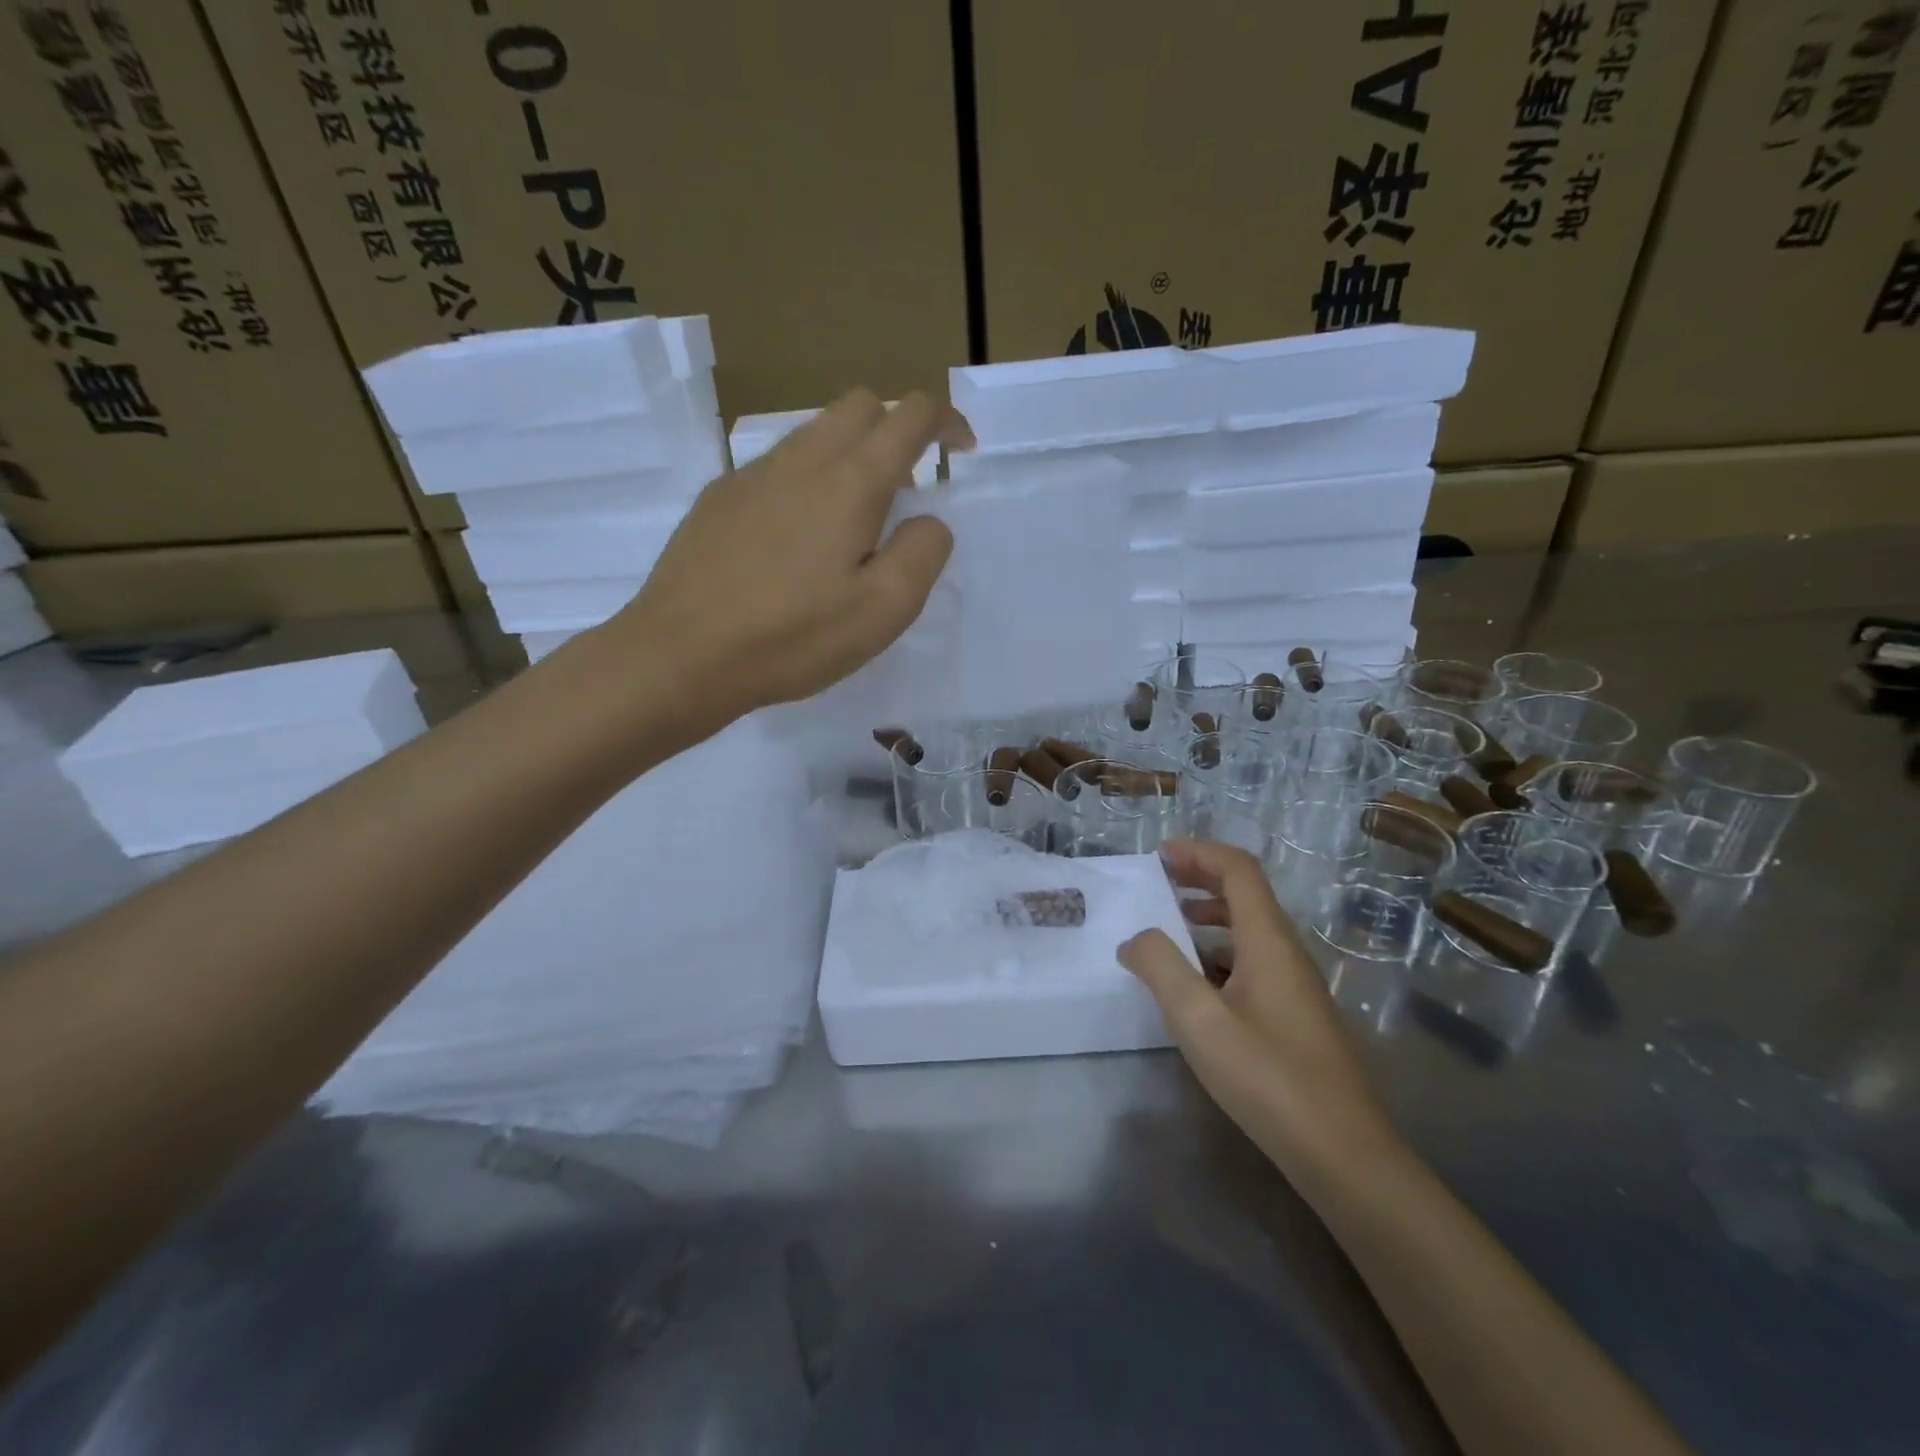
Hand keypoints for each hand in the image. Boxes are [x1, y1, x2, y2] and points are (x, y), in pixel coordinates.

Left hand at [611, 389, 974, 720]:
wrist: (681, 655)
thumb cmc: (792, 637)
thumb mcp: (883, 610)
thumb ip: (923, 553)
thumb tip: (928, 520)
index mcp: (850, 482)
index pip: (909, 415)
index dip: (945, 421)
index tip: (960, 452)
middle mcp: (801, 460)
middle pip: (859, 405)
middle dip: (897, 427)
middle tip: (908, 487)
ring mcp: (751, 475)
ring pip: (814, 432)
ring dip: (851, 454)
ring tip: (855, 522)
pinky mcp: (719, 499)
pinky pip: (777, 466)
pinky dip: (808, 479)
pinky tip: (797, 541)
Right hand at [1119, 840, 1402, 1174]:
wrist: (1343, 1154)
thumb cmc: (1268, 1078)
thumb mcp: (1198, 1019)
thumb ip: (1160, 967)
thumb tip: (1135, 939)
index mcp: (1269, 941)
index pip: (1238, 870)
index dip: (1199, 852)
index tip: (1159, 856)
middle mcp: (1287, 953)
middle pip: (1246, 894)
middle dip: (1201, 878)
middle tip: (1159, 883)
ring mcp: (1296, 986)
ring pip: (1250, 930)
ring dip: (1209, 917)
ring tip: (1168, 930)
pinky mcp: (1295, 1016)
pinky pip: (1253, 962)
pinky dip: (1219, 954)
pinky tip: (1195, 985)